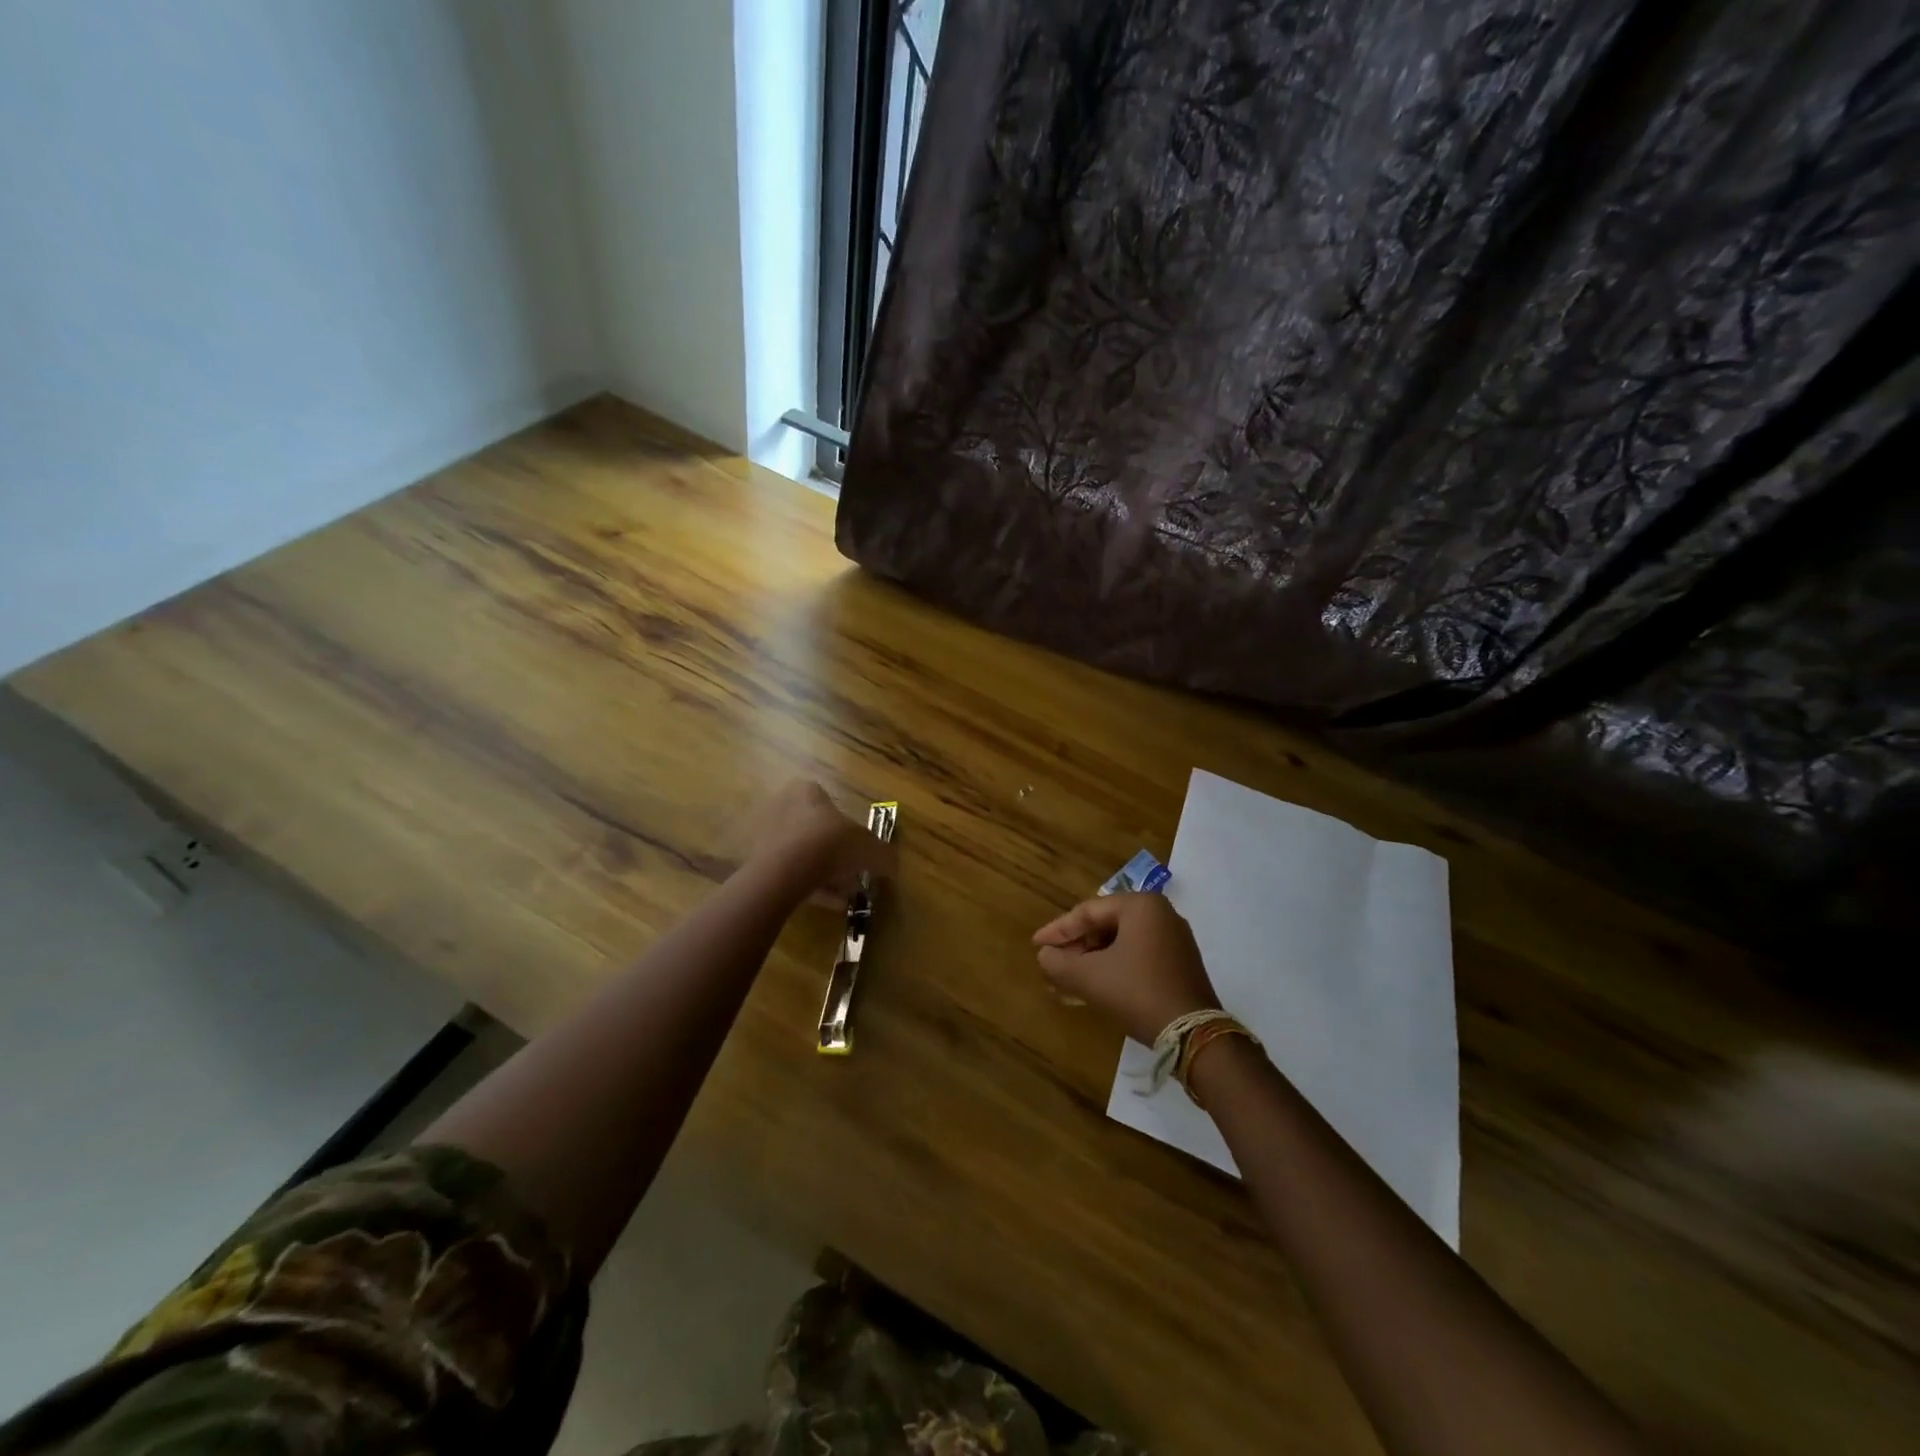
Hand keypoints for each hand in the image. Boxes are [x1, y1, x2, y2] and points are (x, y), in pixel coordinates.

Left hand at [747, 780, 897, 905]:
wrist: (786, 871)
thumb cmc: (831, 844)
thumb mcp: (869, 848)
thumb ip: (883, 855)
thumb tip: (893, 866)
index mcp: (806, 791)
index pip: (828, 801)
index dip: (846, 826)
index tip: (858, 847)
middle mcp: (782, 806)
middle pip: (814, 830)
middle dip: (835, 854)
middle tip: (852, 874)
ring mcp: (765, 835)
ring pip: (802, 855)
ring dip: (824, 874)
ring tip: (844, 895)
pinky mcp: (756, 863)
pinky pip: (789, 874)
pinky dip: (810, 887)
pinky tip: (830, 904)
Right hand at [1032, 893, 1219, 1044]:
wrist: (1193, 1034)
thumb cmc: (1137, 992)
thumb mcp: (1089, 977)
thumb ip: (1059, 963)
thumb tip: (1045, 956)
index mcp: (1141, 905)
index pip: (1088, 912)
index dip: (1058, 931)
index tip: (1036, 946)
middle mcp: (1161, 914)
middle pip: (1105, 926)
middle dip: (1076, 947)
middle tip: (1052, 963)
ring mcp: (1174, 939)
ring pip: (1121, 943)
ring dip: (1092, 960)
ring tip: (1067, 978)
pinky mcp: (1180, 963)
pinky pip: (1137, 956)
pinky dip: (1113, 967)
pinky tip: (1094, 986)